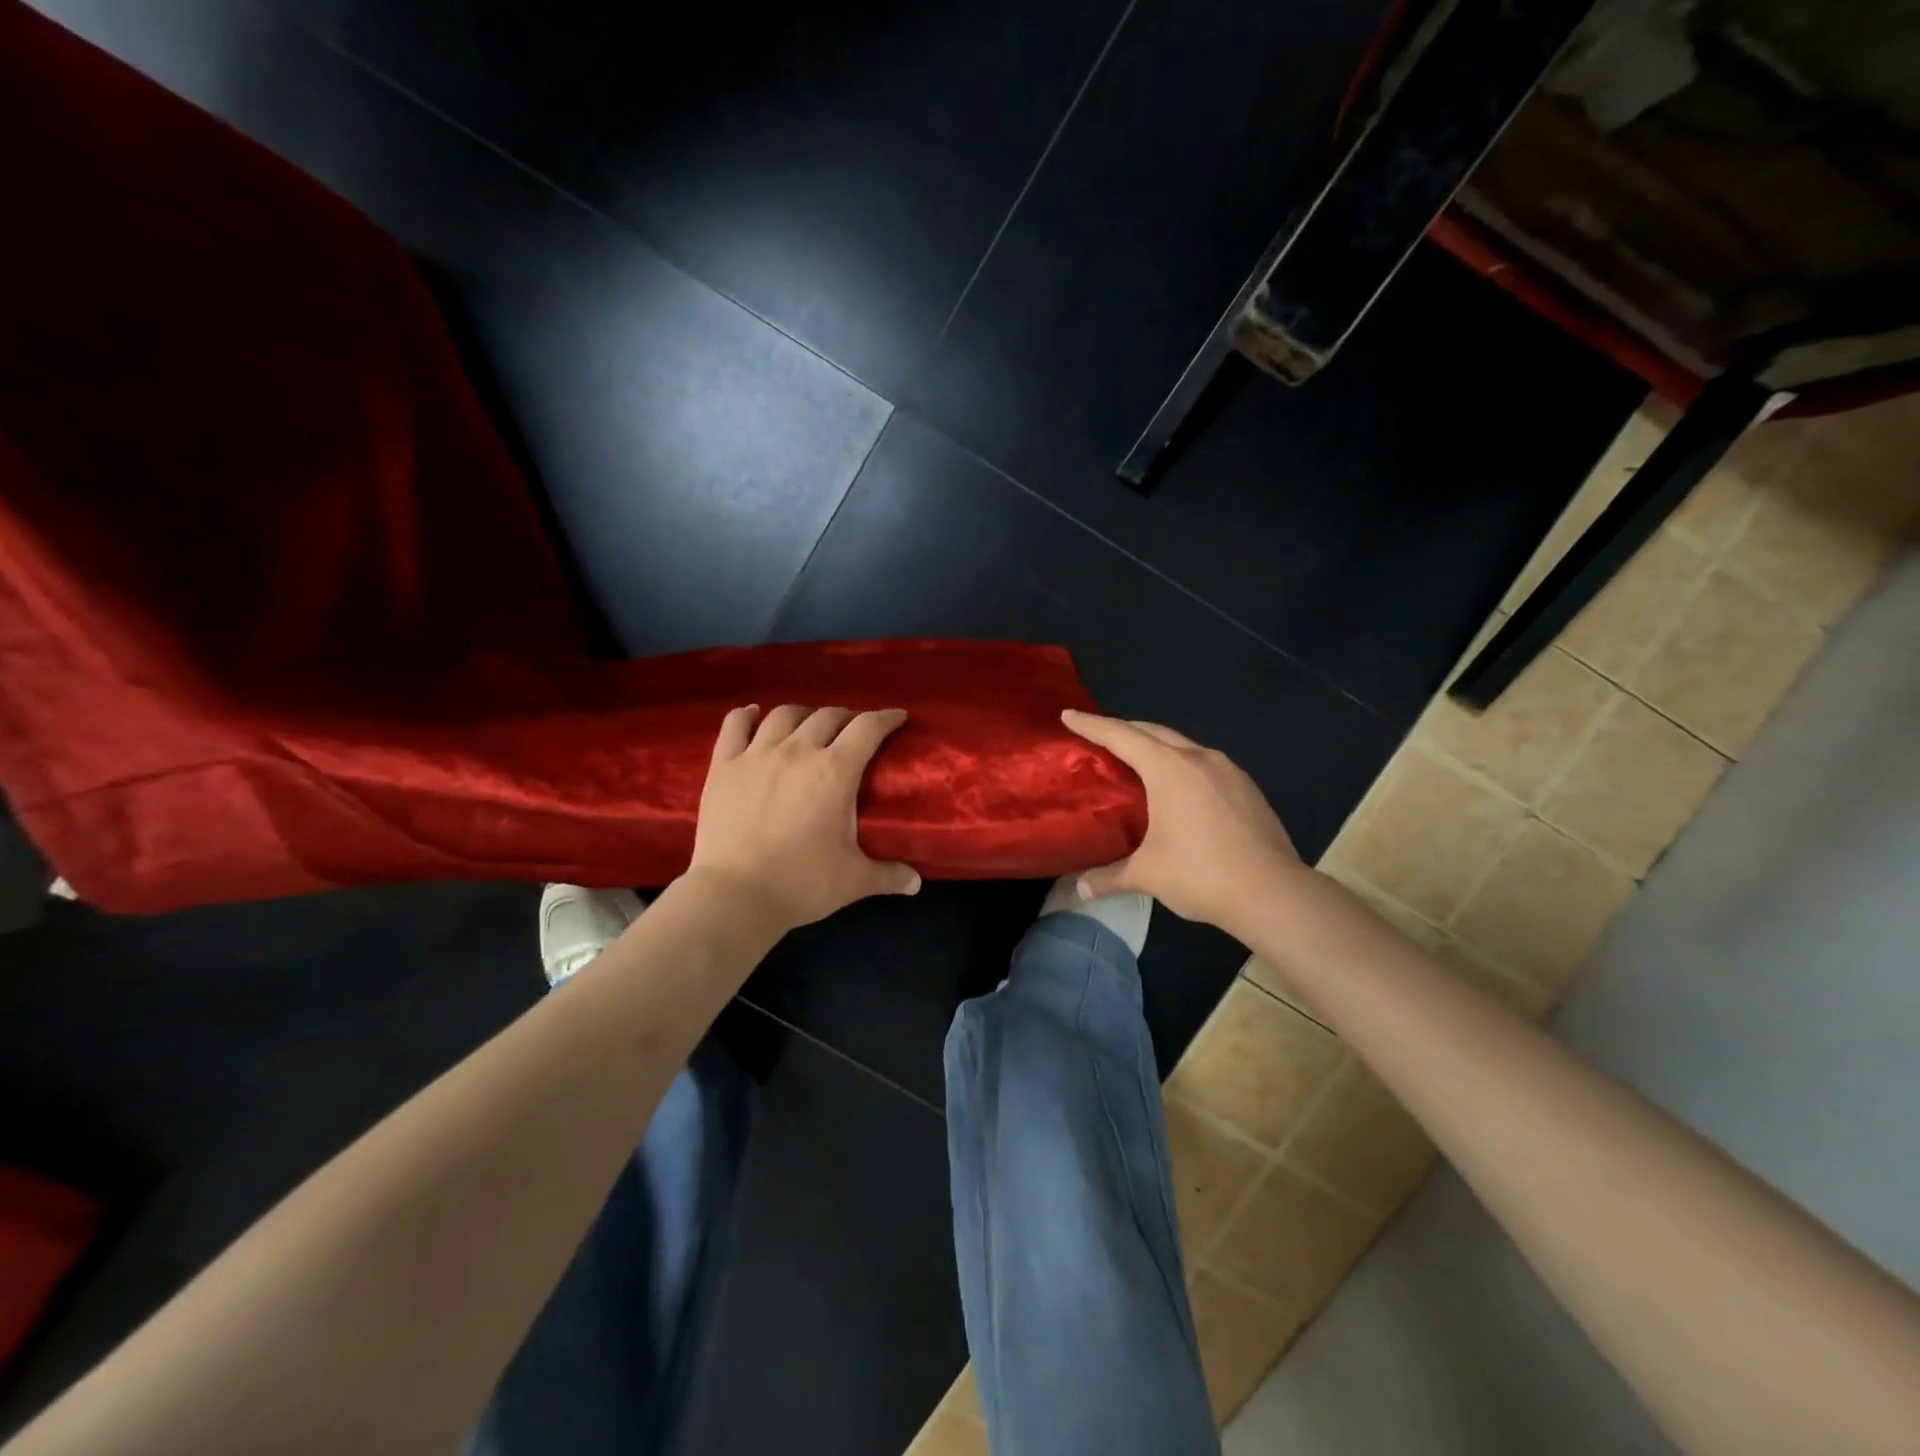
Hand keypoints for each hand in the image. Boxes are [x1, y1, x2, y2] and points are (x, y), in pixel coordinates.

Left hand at [688, 704, 921, 930]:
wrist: (733, 895)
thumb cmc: (801, 884)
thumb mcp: (854, 881)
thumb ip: (888, 875)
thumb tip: (915, 883)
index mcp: (835, 771)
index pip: (867, 728)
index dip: (886, 718)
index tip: (897, 717)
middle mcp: (798, 751)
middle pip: (828, 716)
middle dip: (848, 717)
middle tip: (855, 730)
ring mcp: (756, 755)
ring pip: (784, 715)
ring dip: (804, 714)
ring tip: (810, 725)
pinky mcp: (723, 766)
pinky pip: (734, 726)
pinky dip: (746, 715)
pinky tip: (753, 714)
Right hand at [1062, 710, 1301, 932]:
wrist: (1273, 893)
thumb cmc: (1202, 874)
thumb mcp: (1147, 875)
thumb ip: (1108, 877)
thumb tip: (1078, 889)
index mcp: (1168, 769)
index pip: (1120, 736)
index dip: (1091, 725)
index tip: (1068, 715)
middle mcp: (1198, 758)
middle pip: (1152, 731)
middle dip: (1123, 730)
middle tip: (1098, 737)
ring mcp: (1228, 770)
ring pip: (1182, 745)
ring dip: (1155, 746)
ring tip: (1137, 761)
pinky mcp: (1247, 787)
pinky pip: (1204, 763)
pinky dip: (1181, 764)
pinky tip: (1178, 788)